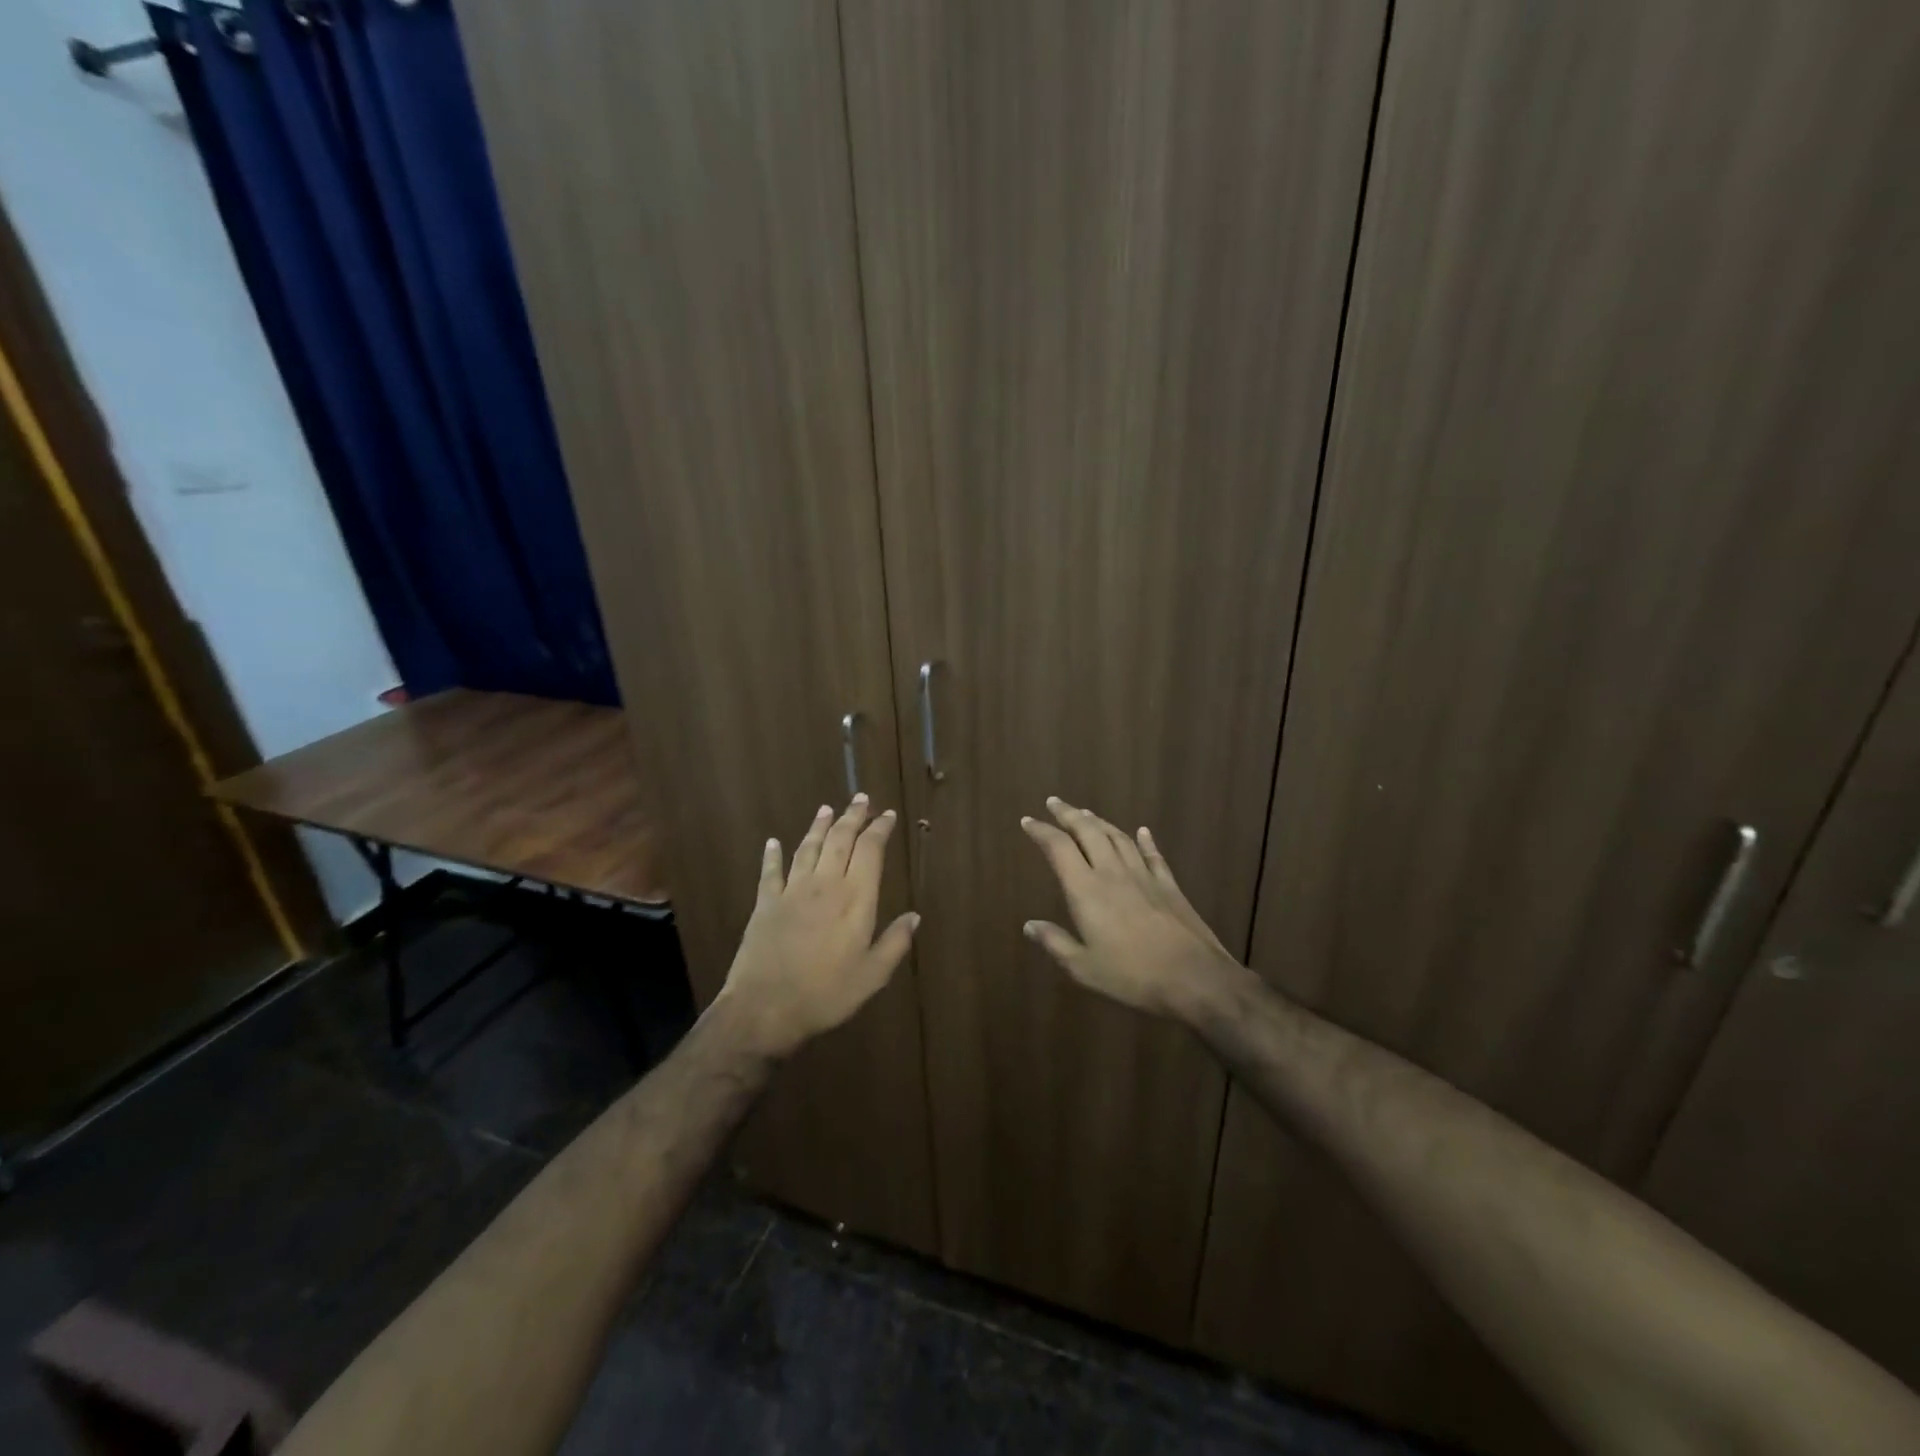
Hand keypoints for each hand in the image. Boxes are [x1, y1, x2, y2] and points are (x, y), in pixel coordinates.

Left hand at [713, 795, 918, 1058]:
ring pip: (808, 847)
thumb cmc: (826, 994)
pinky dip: (772, 855)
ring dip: (819, 826)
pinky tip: (773, 842)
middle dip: (852, 816)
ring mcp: (792, 891)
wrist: (765, 1008)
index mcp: (855, 899)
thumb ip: (895, 943)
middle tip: (860, 798)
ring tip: (827, 808)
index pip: (870, 851)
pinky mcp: (765, 903)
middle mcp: (825, 885)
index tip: (887, 815)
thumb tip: (914, 916)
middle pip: (840, 840)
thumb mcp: (872, 976)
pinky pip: (770, 871)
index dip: (879, 830)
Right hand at [1020, 796, 1249, 1023]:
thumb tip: (1029, 925)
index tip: (1027, 820)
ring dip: (1099, 821)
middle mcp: (1112, 873)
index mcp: (1086, 890)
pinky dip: (1145, 840)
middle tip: (1055, 802)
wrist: (1193, 977)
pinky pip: (1153, 855)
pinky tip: (1142, 831)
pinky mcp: (1168, 885)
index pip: (1058, 848)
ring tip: (1086, 813)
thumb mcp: (1083, 967)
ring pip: (1118, 837)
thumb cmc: (1131, 975)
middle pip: (1088, 832)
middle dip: (1068, 814)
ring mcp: (1144, 875)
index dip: (1041, 831)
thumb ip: (1055, 943)